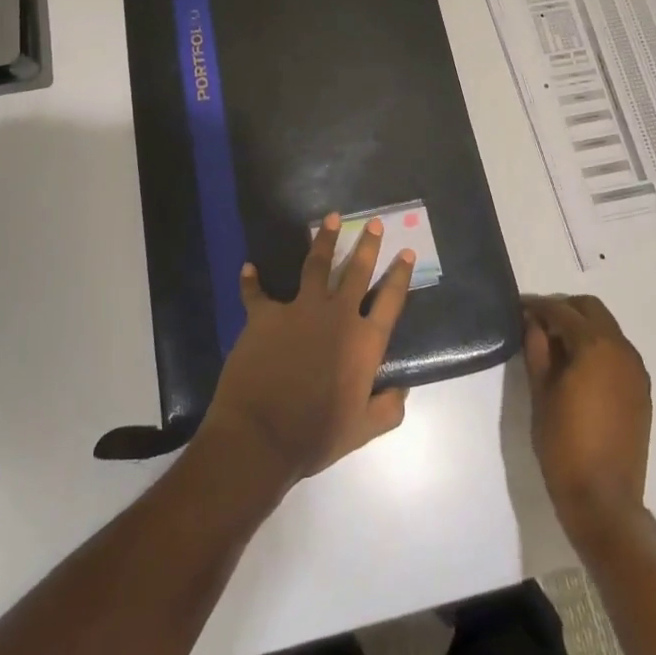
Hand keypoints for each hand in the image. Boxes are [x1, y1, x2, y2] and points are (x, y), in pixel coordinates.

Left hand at [199, 214, 414, 486]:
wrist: (261, 435)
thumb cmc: (316, 435)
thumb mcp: (362, 430)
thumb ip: (388, 409)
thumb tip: (403, 389)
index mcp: (364, 342)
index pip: (390, 300)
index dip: (400, 275)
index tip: (406, 251)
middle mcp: (337, 316)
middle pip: (357, 271)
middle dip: (367, 245)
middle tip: (373, 222)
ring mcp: (299, 310)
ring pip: (316, 265)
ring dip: (324, 240)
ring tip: (331, 219)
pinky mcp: (265, 315)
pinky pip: (256, 292)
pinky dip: (251, 281)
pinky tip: (248, 267)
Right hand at [522, 294, 652, 546]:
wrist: (604, 499)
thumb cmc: (563, 444)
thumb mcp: (540, 392)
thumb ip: (536, 349)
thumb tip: (532, 322)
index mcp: (595, 346)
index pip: (563, 311)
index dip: (538, 306)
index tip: (518, 308)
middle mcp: (622, 350)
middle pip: (592, 310)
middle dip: (564, 310)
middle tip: (537, 324)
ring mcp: (636, 370)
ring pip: (607, 329)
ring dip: (582, 327)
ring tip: (554, 346)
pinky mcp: (641, 390)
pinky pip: (618, 352)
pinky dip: (597, 347)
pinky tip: (577, 367)